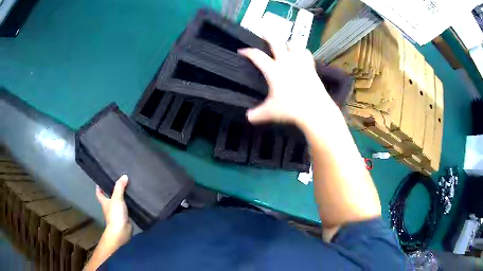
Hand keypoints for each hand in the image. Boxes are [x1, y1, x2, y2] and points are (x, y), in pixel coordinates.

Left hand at [96, 175, 131, 245]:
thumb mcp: (117, 198)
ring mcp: (117, 213)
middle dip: (112, 191)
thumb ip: (120, 187)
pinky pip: (126, 209)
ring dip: (121, 198)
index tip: (101, 181)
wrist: (121, 231)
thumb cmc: (115, 214)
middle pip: (109, 197)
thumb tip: (124, 176)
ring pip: (118, 203)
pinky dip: (128, 205)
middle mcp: (109, 207)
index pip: (99, 193)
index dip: (99, 187)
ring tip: (127, 189)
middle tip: (118, 182)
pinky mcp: (124, 217)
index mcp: (104, 202)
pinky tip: (133, 201)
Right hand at [238, 40, 338, 126]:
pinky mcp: (311, 67)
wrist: (315, 110)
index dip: (248, 52)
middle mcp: (286, 62)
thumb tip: (248, 117)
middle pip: (276, 42)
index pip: (257, 56)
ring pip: (294, 44)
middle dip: (268, 35)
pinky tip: (301, 55)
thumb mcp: (271, 112)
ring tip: (285, 45)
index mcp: (273, 70)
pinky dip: (302, 51)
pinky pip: (306, 53)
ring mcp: (300, 62)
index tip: (242, 51)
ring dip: (288, 43)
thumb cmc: (291, 109)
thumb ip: (257, 114)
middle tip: (264, 32)